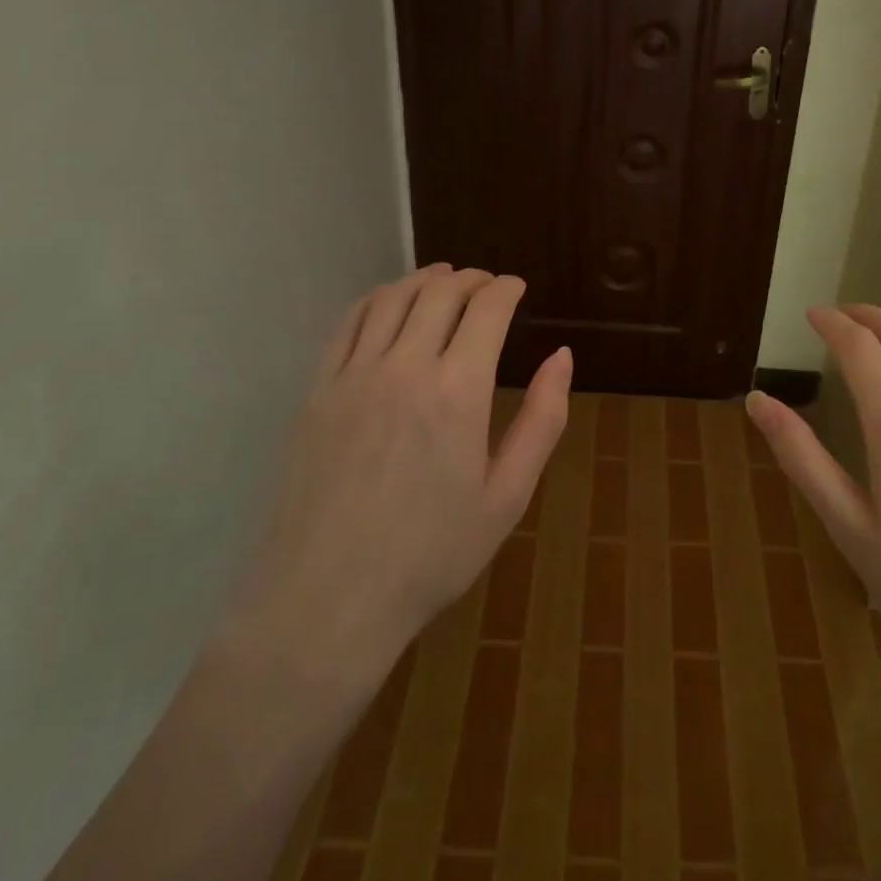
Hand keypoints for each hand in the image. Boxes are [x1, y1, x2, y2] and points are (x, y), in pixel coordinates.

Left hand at [223, 264, 571, 674]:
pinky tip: (388, 304)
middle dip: (470, 279)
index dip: (506, 288)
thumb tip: (562, 356)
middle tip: (486, 283)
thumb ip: (542, 420)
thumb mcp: (507, 496)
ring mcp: (353, 375)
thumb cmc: (431, 555)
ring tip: (442, 279)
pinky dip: (376, 299)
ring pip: (392, 298)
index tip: (517, 287)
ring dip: (423, 279)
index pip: (486, 309)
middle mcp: (404, 367)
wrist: (327, 601)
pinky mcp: (317, 390)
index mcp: (457, 391)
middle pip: (440, 293)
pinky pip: (348, 323)